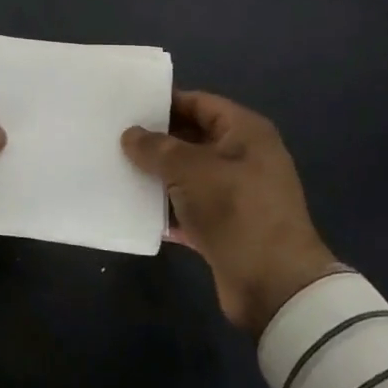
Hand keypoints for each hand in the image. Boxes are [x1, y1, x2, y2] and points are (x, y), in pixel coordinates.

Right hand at [122, 91, 338, 336]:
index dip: (164, 103)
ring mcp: (236, 194)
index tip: (127, 106)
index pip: (199, 103)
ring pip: (188, 174)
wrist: (273, 284)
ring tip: (117, 169)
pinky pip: (190, 207)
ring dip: (158, 175)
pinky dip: (167, 208)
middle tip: (115, 138)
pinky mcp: (226, 226)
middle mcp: (244, 156)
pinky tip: (134, 207)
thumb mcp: (189, 169)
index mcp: (245, 131)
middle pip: (192, 138)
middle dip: (156, 140)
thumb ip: (156, 148)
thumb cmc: (234, 209)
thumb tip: (131, 135)